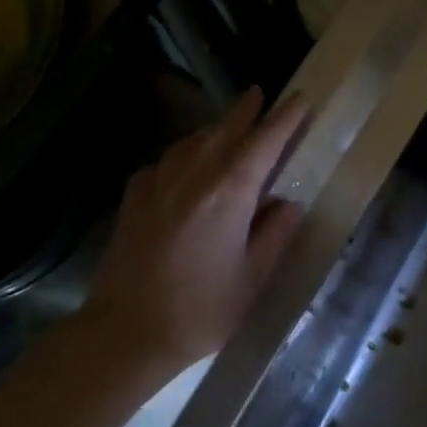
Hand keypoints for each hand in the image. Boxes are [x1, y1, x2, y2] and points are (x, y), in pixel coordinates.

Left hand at [86, 86, 307, 372]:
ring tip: (226, 126)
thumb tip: (288, 204)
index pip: (263, 144)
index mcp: (229, 194)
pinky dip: (182, 155)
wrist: (126, 331)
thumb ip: (274, 235)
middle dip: (244, 110)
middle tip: (258, 94)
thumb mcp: (253, 278)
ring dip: (213, 129)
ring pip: (191, 142)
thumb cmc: (201, 310)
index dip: (284, 120)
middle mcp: (192, 177)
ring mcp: (157, 185)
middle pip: (223, 131)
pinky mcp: (134, 200)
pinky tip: (184, 166)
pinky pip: (164, 162)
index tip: (299, 100)